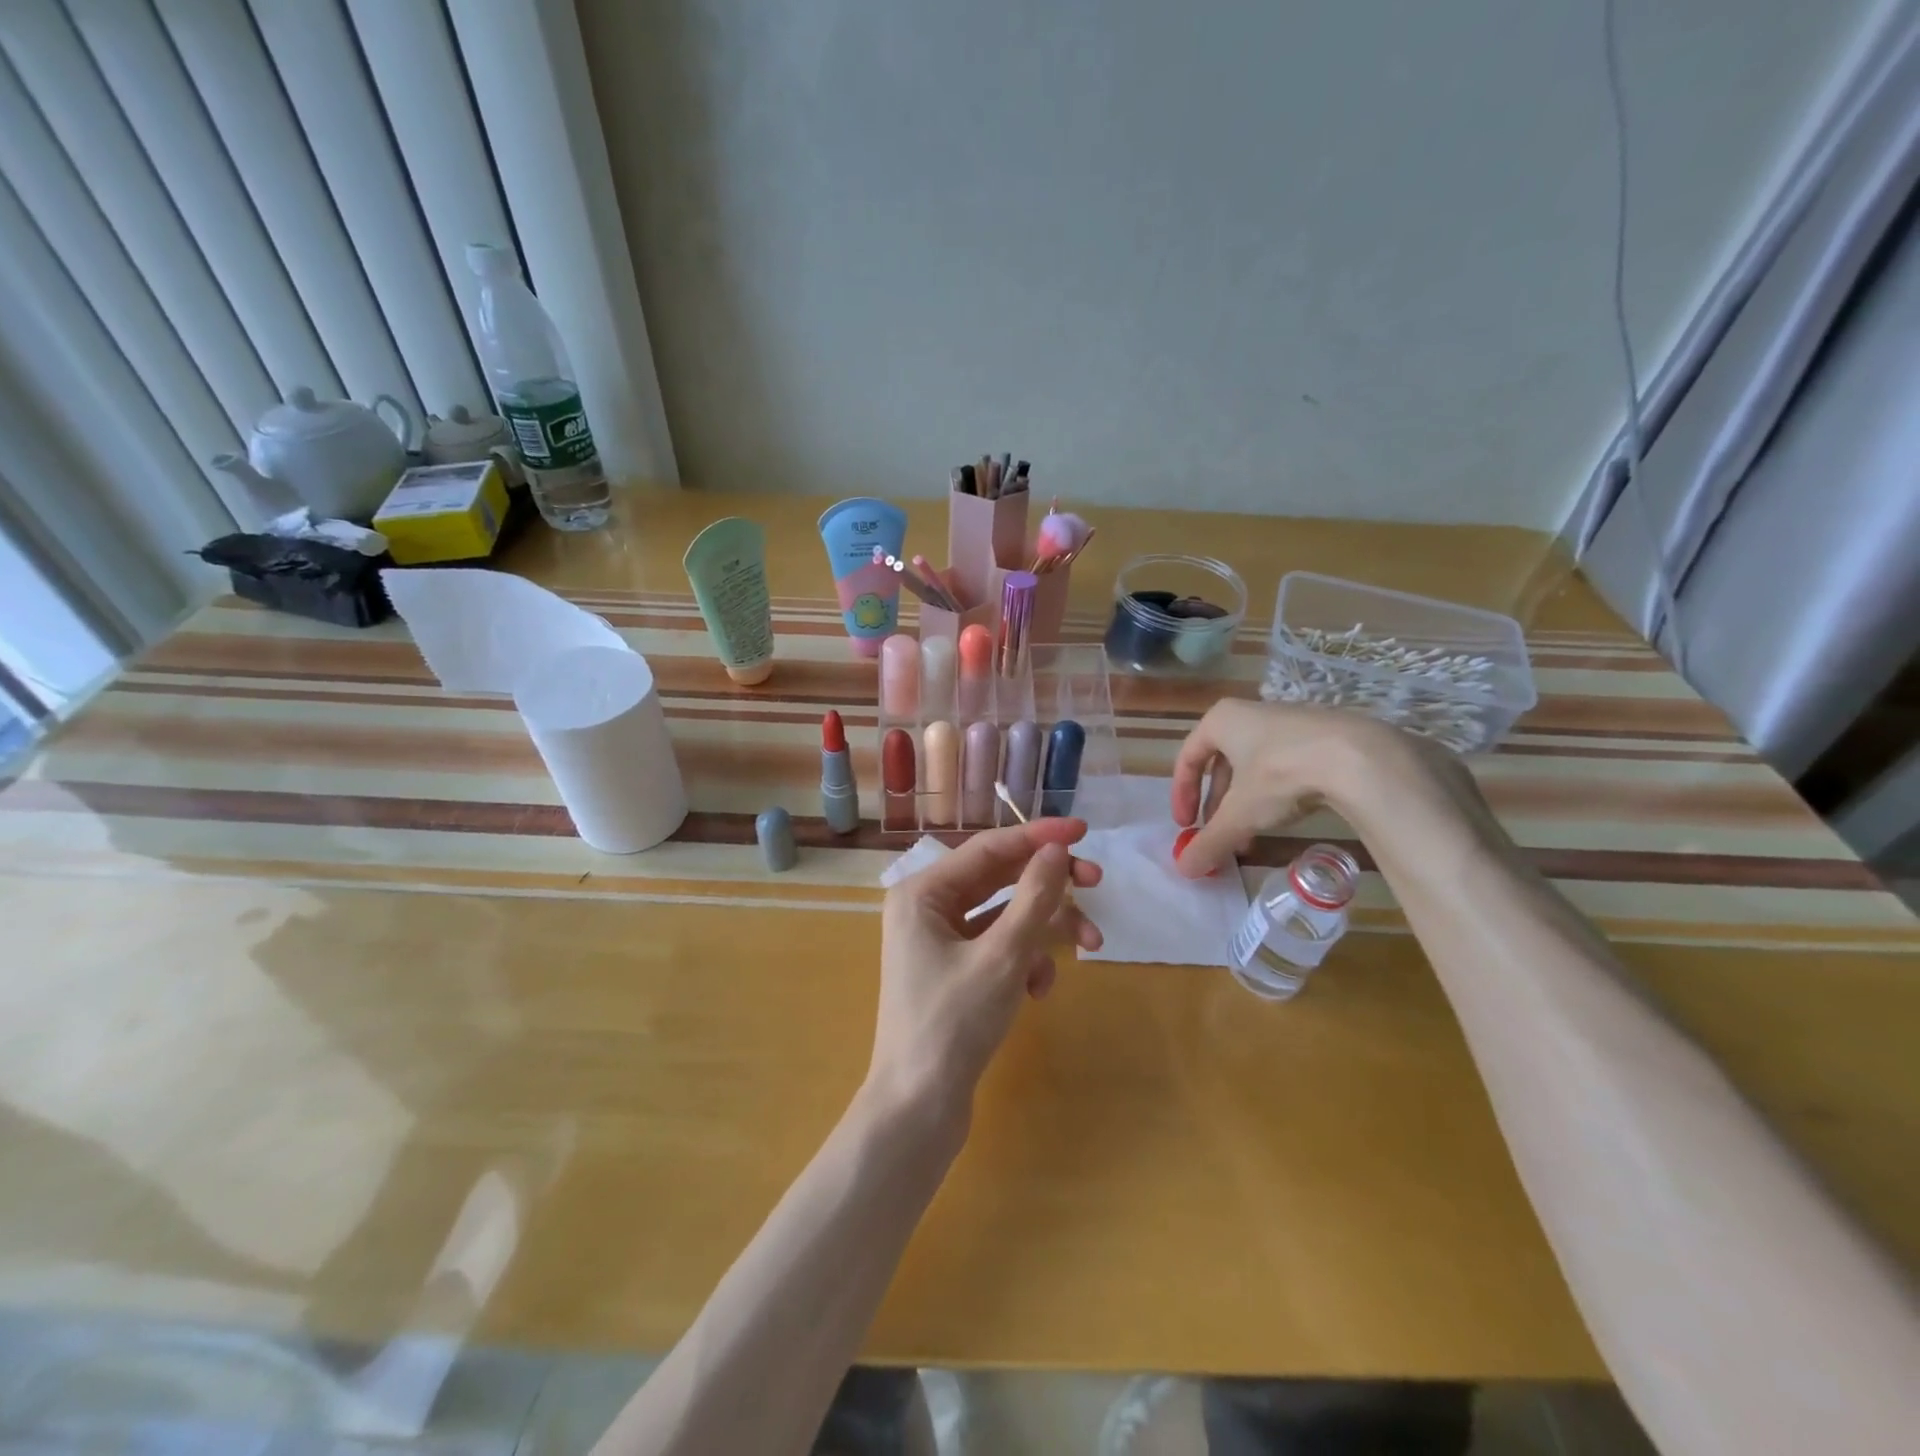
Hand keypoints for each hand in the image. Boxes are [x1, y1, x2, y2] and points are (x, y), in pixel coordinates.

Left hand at [869, 820, 1102, 1129]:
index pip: (988, 848)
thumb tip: (1056, 850)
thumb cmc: (954, 1024)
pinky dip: (1025, 960)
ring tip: (1090, 946)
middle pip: (998, 879)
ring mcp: (938, 941)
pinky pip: (998, 948)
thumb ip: (1033, 897)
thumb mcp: (1003, 956)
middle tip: (1097, 883)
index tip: (1084, 831)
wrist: (918, 1109)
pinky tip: (1039, 989)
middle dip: (1049, 885)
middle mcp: (926, 908)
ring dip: (1046, 928)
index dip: (1038, 837)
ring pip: (1004, 916)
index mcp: (922, 892)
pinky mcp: (954, 972)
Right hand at [1171, 700, 1482, 876]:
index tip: (1185, 826)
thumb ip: (1210, 841)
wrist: (1359, 757)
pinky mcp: (1318, 735)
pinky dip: (1274, 794)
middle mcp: (1249, 714)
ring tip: (1249, 836)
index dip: (1182, 796)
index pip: (1187, 758)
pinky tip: (1283, 819)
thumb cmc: (1281, 774)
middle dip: (1217, 805)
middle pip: (1221, 765)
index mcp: (1220, 721)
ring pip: (1253, 768)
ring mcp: (1287, 722)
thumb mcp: (1239, 815)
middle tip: (1218, 834)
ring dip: (1245, 804)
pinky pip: (1283, 766)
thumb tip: (1183, 871)